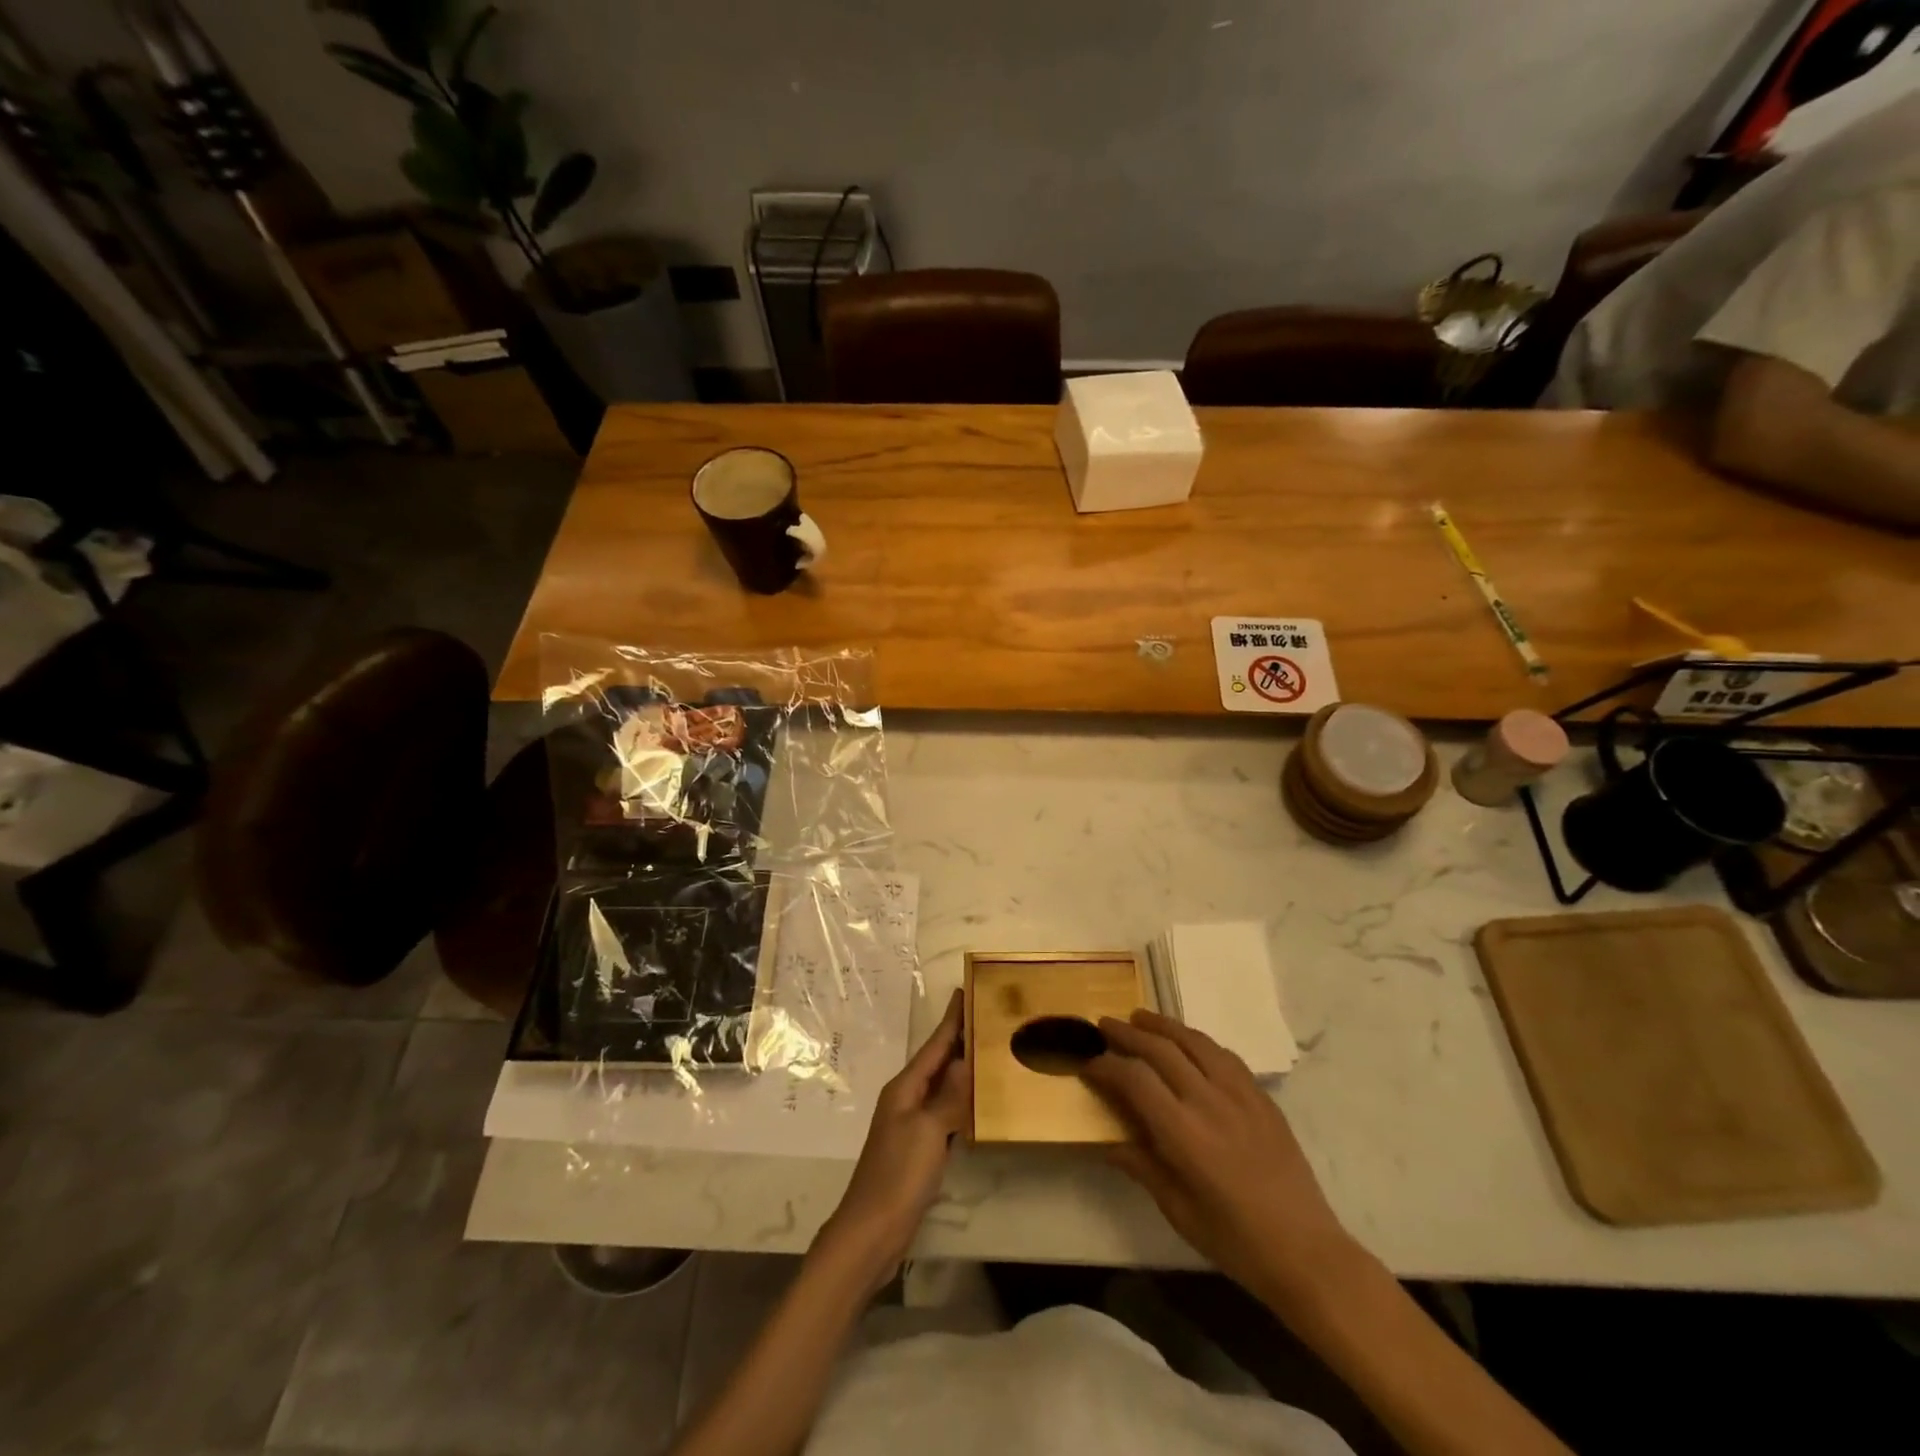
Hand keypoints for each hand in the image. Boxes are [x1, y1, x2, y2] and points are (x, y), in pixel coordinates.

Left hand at [814, 989, 969, 1287]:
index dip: (951, 1019)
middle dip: (959, 1038)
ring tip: (989, 1051)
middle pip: (937, 1061)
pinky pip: (944, 1112)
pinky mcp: (918, 1148)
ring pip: (942, 1085)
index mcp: (905, 1087)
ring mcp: (911, 1124)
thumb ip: (948, 1096)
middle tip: (988, 1016)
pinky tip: (977, 1101)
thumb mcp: (927, 1131)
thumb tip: (966, 1060)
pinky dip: (961, 1100)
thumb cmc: (898, 1175)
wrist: (871, 1232)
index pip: (934, 1044)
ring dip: (962, 1068)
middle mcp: (906, 1098)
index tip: (966, 990)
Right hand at [1082, 1009, 1357, 1310]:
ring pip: (1194, 1040)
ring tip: (1141, 1018)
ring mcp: (1240, 1094)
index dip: (1106, 1065)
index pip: (1134, 1078)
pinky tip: (1189, 1043)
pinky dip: (1198, 1041)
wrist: (1306, 1251)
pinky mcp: (1262, 1096)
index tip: (1089, 1064)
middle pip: (1161, 1048)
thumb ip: (1141, 1166)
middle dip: (1127, 1033)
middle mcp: (1209, 1101)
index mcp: (1184, 1133)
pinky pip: (1224, 1055)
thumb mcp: (1178, 1210)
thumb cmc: (1234, 1240)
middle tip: (1104, 1025)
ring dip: (1163, 1025)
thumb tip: (1106, 1143)